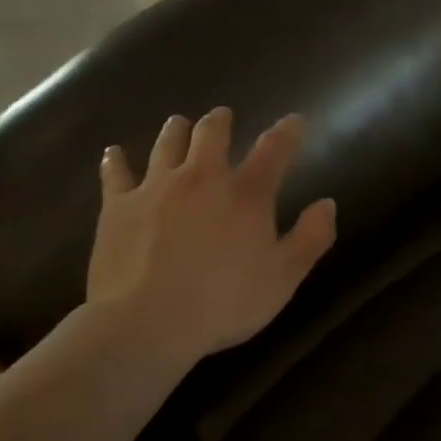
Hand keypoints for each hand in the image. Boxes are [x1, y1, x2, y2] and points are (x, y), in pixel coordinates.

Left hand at [85, 109, 336, 361]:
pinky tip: (113, 153)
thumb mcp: (283, 278)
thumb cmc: (223, 303)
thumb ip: (310, 238)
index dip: (287, 131)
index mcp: (246, 194)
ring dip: (175, 131)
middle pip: (211, 133)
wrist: (146, 323)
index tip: (294, 121)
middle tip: (222, 117)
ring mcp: (156, 187)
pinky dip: (115, 160)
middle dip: (219, 122)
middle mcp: (202, 177)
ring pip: (166, 143)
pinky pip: (116, 173)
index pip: (274, 149)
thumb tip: (327, 203)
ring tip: (178, 123)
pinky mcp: (118, 206)